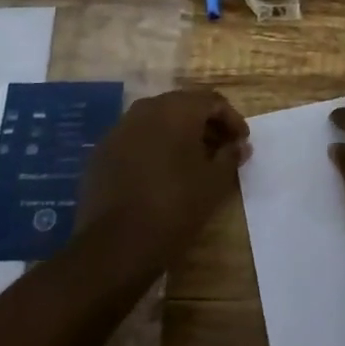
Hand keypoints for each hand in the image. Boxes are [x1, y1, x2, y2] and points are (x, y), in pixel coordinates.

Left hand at [81, 89, 249, 272]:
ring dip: (180, 134)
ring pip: (158, 121)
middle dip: (206, 124)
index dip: (232, 120)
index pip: (213, 101)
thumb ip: (230, 156)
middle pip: (184, 106)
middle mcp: (146, 109)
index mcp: (177, 109)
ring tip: (194, 161)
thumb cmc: (174, 206)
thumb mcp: (214, 182)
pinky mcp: (102, 152)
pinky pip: (136, 138)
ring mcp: (119, 129)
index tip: (242, 142)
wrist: (114, 244)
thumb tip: (240, 145)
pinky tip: (162, 172)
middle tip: (222, 149)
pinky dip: (154, 147)